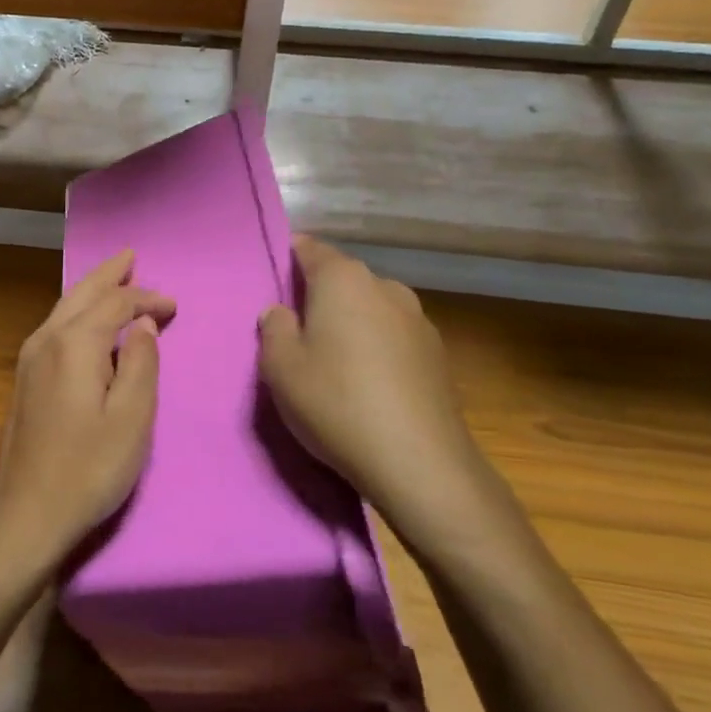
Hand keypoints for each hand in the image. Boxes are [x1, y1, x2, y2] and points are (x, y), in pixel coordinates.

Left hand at [0, 250, 174, 563]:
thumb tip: (143, 325)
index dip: (147, 299)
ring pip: (64, 307)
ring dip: (90, 289)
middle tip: (130, 255)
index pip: (115, 304)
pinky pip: (55, 326)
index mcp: (74, 343)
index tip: (173, 306)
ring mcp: (28, 358)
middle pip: (82, 293)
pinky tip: (85, 320)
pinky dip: (77, 311)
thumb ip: (140, 363)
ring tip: (112, 277)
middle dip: (109, 274)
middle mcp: (46, 339)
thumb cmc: (88, 469)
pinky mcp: (23, 378)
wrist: (24, 513)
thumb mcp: (131, 418)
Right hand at [260, 236, 500, 536]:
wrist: (419, 462)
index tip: (273, 281)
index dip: (288, 258)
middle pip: (342, 278)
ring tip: (334, 361)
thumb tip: (281, 311)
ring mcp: (417, 319)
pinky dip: (377, 347)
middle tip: (296, 330)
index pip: (309, 248)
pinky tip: (368, 384)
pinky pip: (393, 336)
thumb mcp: (280, 367)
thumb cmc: (336, 402)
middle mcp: (384, 286)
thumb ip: (274, 328)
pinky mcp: (437, 353)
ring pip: (370, 307)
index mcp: (343, 279)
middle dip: (319, 296)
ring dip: (351, 323)